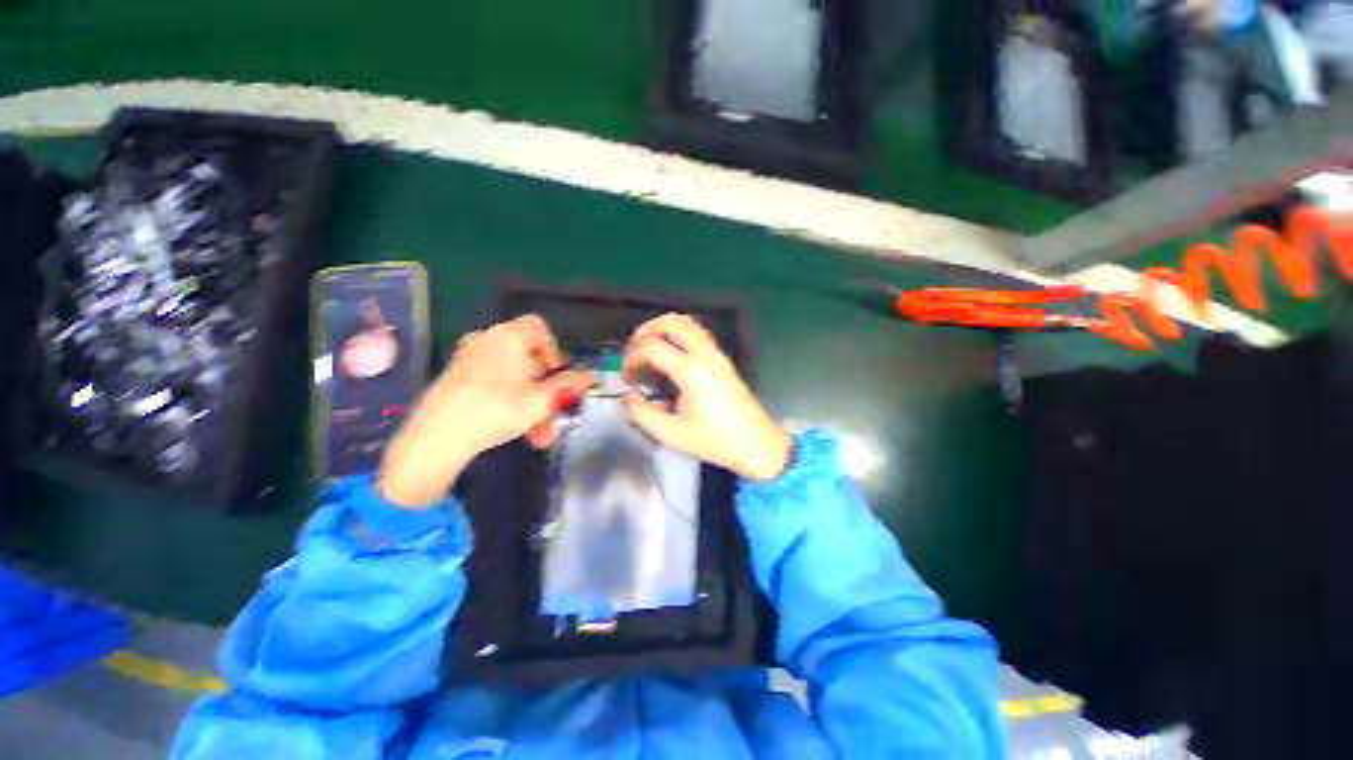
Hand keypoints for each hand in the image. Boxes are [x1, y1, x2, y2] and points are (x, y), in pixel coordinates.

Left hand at [377, 315, 594, 507]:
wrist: (437, 438)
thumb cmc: (498, 410)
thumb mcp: (542, 400)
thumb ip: (569, 386)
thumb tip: (592, 376)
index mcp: (509, 337)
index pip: (539, 327)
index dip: (555, 350)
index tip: (559, 377)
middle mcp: (487, 341)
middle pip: (529, 359)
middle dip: (546, 390)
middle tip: (553, 415)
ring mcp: (469, 359)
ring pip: (513, 377)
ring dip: (531, 404)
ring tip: (538, 436)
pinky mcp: (456, 379)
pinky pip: (494, 384)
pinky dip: (510, 402)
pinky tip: (515, 430)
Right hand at [623, 314, 790, 481]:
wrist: (757, 445)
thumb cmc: (715, 441)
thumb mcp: (672, 434)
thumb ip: (643, 414)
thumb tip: (628, 397)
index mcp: (692, 371)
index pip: (653, 347)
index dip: (632, 358)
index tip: (626, 376)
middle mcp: (705, 354)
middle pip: (671, 322)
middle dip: (645, 331)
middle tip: (632, 351)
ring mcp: (717, 353)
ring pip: (687, 323)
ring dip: (663, 329)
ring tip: (648, 349)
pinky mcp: (723, 359)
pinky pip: (697, 333)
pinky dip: (678, 334)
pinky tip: (670, 355)